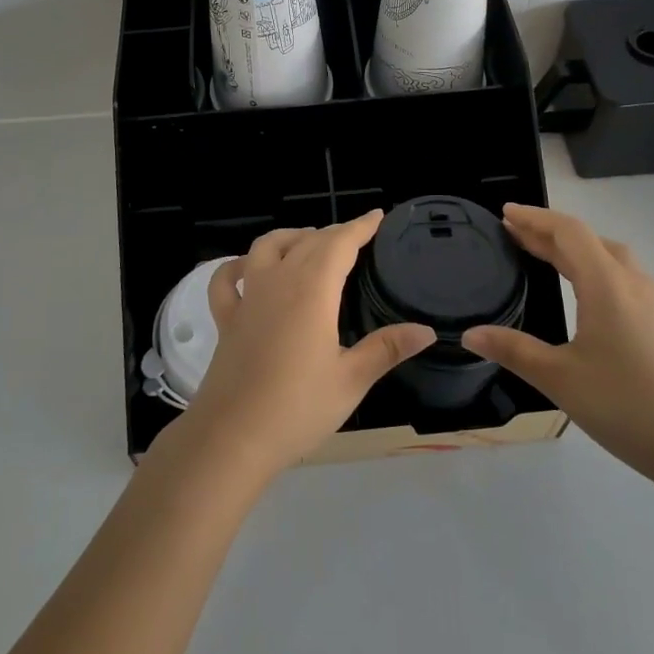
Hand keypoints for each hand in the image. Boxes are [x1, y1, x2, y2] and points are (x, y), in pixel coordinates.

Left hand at [173, 211, 435, 479]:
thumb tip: (426, 331)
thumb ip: (386, 349)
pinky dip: (238, 266)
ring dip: (291, 237)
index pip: (339, 243)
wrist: (232, 437)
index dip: (359, 227)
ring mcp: (248, 298)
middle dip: (333, 233)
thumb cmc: (297, 408)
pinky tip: (249, 270)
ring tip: (310, 244)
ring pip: (267, 247)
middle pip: (307, 241)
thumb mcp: (351, 380)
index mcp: (312, 290)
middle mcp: (278, 281)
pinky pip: (227, 279)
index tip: (377, 216)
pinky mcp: (227, 319)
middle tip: (356, 237)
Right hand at [463, 204, 653, 483]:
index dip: (535, 218)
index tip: (505, 213)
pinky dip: (592, 266)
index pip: (568, 232)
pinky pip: (621, 275)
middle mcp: (632, 282)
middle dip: (548, 232)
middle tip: (513, 233)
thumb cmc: (625, 405)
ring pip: (608, 256)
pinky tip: (583, 290)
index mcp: (606, 284)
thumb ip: (513, 350)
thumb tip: (470, 334)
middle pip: (587, 239)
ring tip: (543, 254)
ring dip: (573, 248)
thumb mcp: (559, 378)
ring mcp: (652, 301)